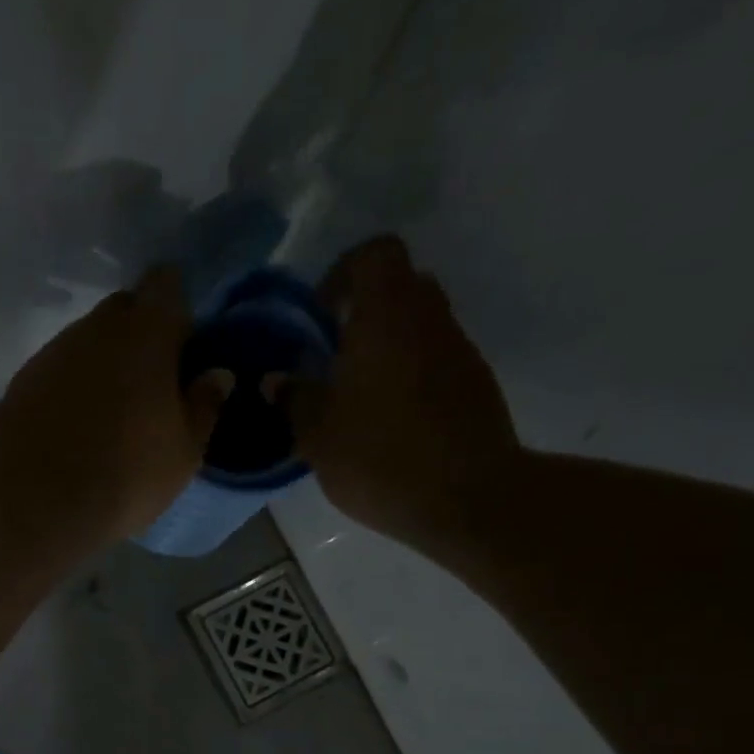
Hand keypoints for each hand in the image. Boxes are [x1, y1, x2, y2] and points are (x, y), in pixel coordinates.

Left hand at [0, 266, 229, 547]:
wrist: (34, 504)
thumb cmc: (125, 476)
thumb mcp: (184, 453)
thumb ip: (204, 406)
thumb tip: (217, 374)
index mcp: (145, 335)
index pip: (165, 285)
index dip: (177, 307)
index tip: (184, 343)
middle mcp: (94, 329)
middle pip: (123, 309)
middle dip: (140, 334)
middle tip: (152, 382)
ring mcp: (52, 352)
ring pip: (87, 341)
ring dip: (103, 363)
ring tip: (111, 413)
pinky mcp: (21, 381)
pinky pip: (57, 369)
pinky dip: (72, 386)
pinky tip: (75, 426)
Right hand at [289, 237, 521, 550]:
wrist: (468, 499)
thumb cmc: (381, 457)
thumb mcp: (317, 434)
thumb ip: (294, 399)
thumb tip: (277, 380)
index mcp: (387, 316)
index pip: (375, 254)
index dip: (344, 273)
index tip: (321, 315)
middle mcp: (430, 320)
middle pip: (401, 287)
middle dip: (365, 312)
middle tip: (335, 355)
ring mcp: (460, 352)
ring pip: (420, 327)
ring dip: (388, 348)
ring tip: (357, 396)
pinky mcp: (476, 386)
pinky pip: (436, 362)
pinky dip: (411, 376)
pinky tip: (390, 422)